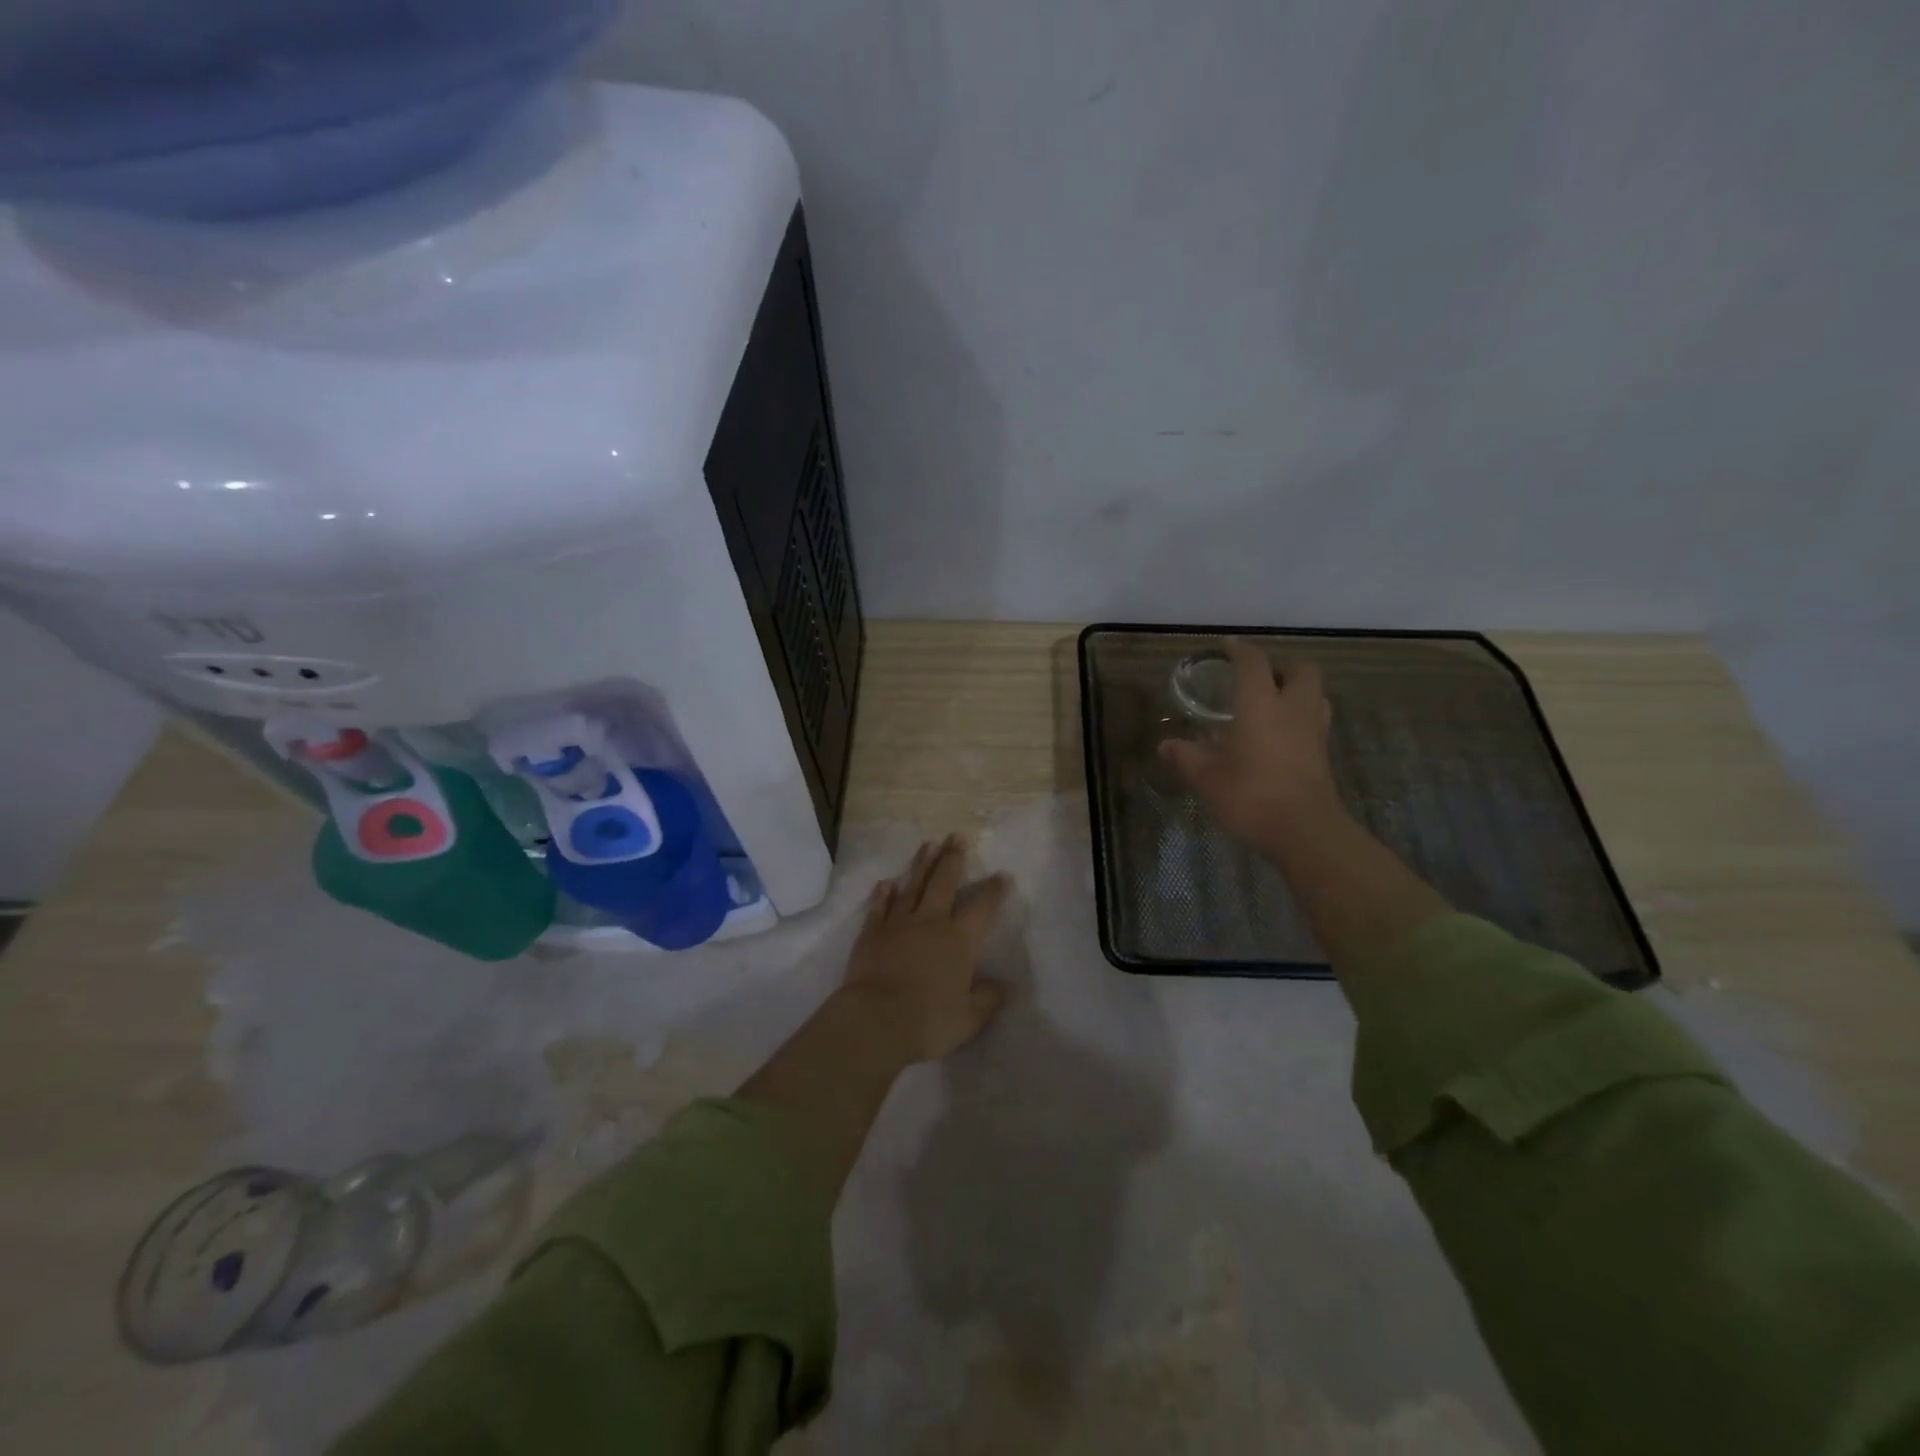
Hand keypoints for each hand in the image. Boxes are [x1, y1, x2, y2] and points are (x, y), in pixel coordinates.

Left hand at [841, 836, 1012, 1063]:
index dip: (993, 891)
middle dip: (952, 859)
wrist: (875, 1020)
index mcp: (959, 941)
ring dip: (921, 865)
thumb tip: (1002, 986)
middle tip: (956, 836)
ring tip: (928, 845)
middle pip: (944, 883)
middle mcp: (930, 923)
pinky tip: (886, 883)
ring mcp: (898, 924)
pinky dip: (883, 894)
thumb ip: (986, 999)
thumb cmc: (928, 1021)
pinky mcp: (871, 933)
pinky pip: (879, 907)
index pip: (981, 908)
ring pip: (912, 887)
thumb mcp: (968, 1019)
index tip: (1002, 875)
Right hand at [1159, 640, 1343, 850]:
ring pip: (1315, 693)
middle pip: (1301, 669)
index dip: (1240, 650)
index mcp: (1261, 704)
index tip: (1227, 646)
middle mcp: (1292, 708)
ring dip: (1297, 690)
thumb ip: (1186, 757)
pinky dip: (1300, 716)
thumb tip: (1166, 745)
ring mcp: (1313, 731)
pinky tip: (1281, 734)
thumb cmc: (1251, 796)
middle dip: (1281, 666)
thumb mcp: (1206, 778)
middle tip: (1258, 678)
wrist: (1304, 831)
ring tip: (1273, 703)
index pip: (1253, 663)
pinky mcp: (1323, 754)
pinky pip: (1315, 720)